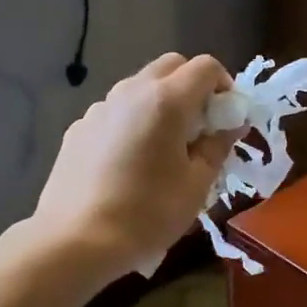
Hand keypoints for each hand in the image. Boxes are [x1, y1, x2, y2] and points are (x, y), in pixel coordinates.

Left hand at [32, 53, 236, 281]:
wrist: (76, 240)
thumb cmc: (148, 214)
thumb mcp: (197, 185)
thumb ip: (218, 146)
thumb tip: (230, 125)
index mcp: (167, 101)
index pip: (206, 67)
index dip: (225, 86)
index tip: (227, 118)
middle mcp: (131, 91)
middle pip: (171, 66)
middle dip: (193, 87)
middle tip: (201, 128)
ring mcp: (99, 108)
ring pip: (140, 88)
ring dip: (161, 103)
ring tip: (164, 148)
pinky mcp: (78, 128)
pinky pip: (115, 113)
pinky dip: (132, 123)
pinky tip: (129, 163)